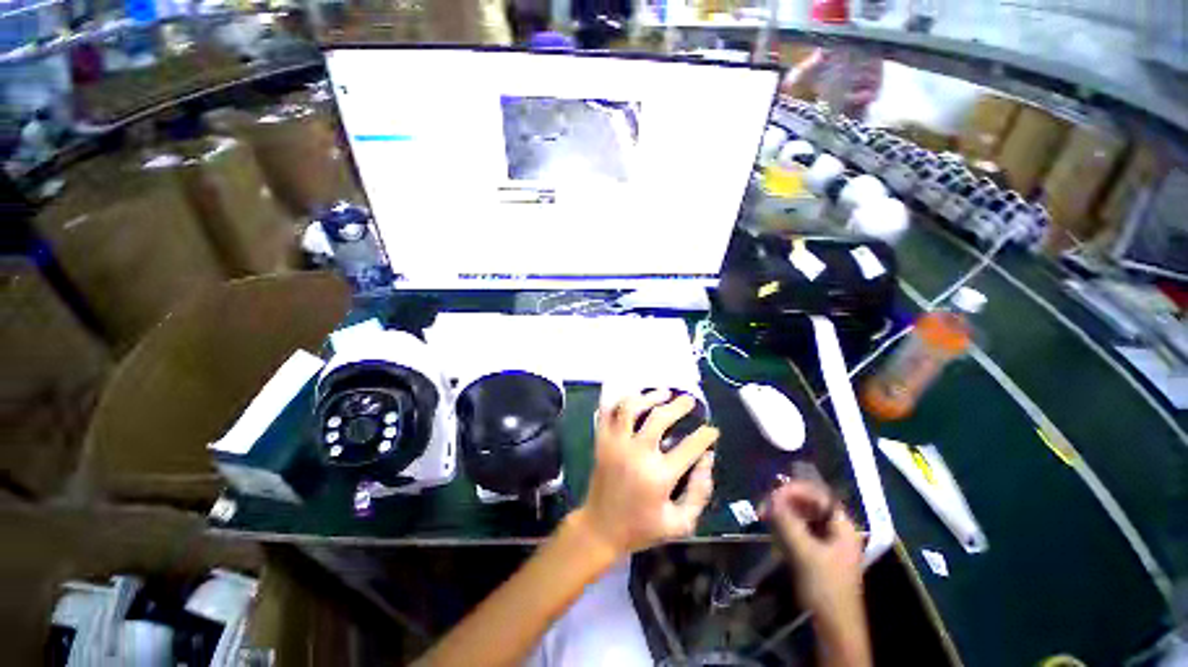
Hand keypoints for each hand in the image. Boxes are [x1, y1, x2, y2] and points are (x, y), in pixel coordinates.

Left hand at [574, 389, 718, 558]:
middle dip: (679, 405)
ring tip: (663, 393)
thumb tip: (708, 459)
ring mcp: (615, 445)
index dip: (705, 436)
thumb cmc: (641, 528)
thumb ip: (699, 492)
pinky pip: (607, 412)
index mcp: (658, 477)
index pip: (690, 447)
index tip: (712, 431)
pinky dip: (620, 400)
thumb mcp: (679, 523)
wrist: (600, 528)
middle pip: (659, 417)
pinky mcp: (601, 441)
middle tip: (690, 401)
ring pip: (631, 407)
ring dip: (649, 396)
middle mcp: (636, 454)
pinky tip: (634, 398)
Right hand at [765, 480, 864, 623]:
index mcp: (843, 526)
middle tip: (764, 504)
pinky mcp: (816, 552)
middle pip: (810, 504)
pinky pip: (799, 529)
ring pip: (802, 516)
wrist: (834, 627)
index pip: (819, 495)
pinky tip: (772, 527)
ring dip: (783, 512)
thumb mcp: (805, 553)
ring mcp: (827, 541)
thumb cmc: (825, 588)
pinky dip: (785, 525)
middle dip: (786, 500)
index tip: (773, 492)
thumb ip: (788, 522)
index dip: (796, 489)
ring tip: (763, 514)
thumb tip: (771, 495)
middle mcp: (836, 529)